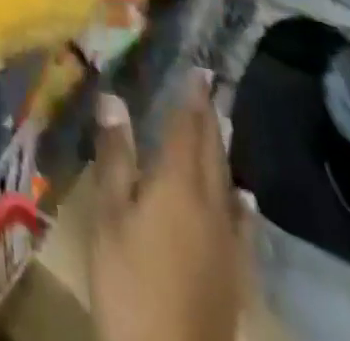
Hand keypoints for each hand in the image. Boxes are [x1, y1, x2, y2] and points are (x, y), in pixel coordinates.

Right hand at [89, 74, 250, 340]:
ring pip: (226, 181)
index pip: (187, 128)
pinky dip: (237, 198)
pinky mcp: (233, 271)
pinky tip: (240, 198)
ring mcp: (226, 240)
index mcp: (178, 183)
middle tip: (209, 88)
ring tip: (219, 128)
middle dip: (209, 118)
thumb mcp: (109, 213)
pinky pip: (239, 220)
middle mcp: (210, 203)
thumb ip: (115, 155)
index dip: (191, 98)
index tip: (198, 69)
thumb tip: (114, 98)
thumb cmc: (128, 279)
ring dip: (221, 151)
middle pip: (212, 151)